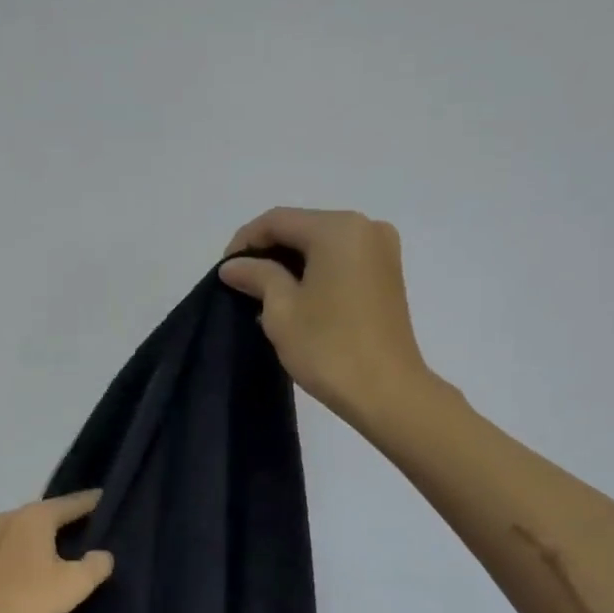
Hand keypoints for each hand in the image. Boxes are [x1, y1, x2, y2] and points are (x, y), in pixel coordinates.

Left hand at [0, 491, 114, 612]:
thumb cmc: (27, 599)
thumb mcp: (74, 584)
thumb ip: (96, 565)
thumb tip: (102, 554)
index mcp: (36, 516)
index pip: (74, 502)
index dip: (96, 502)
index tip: (113, 502)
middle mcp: (14, 517)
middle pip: (52, 512)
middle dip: (74, 519)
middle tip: (101, 528)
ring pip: (34, 529)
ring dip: (54, 536)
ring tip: (77, 547)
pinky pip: (21, 545)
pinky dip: (37, 549)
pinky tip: (48, 564)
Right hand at [220, 207, 432, 432]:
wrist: (386, 392)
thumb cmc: (328, 348)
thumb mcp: (281, 310)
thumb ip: (256, 276)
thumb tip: (233, 265)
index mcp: (338, 228)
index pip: (278, 220)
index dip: (244, 241)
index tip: (225, 271)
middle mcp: (366, 228)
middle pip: (303, 228)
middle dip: (269, 253)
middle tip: (242, 284)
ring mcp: (382, 252)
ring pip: (322, 246)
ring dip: (291, 265)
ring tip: (264, 297)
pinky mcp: (388, 276)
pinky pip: (341, 262)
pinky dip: (315, 274)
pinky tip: (296, 300)